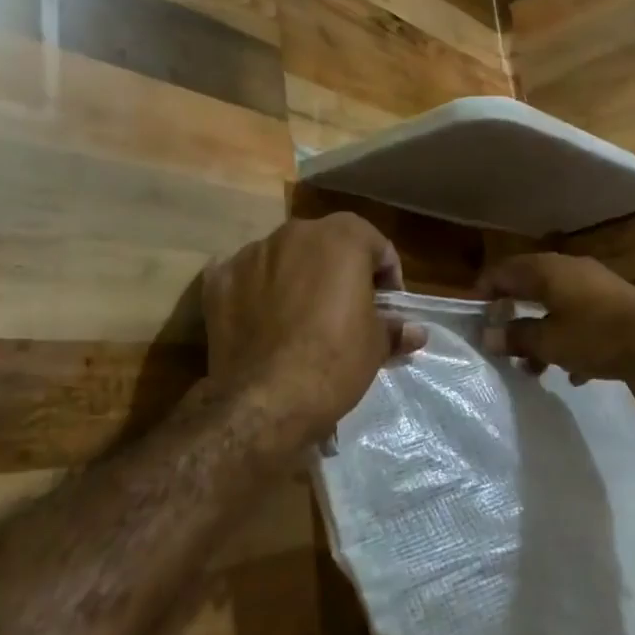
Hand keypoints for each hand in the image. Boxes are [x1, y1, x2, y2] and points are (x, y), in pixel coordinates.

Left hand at [203, 214, 426, 440]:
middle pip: (327, 244)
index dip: (386, 276)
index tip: (386, 307)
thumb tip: (416, 332)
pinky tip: (262, 319)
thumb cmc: (334, 362)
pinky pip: (245, 277)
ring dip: (297, 277)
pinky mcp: (218, 280)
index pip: (376, 244)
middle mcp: (295, 233)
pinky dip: (255, 291)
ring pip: (284, 257)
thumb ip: (395, 328)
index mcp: (341, 238)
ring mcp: (251, 254)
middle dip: (340, 270)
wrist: (264, 400)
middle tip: (347, 309)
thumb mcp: (376, 346)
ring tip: (302, 318)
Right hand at [477, 253, 634, 383]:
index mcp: (547, 271)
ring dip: (540, 333)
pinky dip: (568, 339)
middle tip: (500, 341)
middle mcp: (569, 270)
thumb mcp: (549, 342)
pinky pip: (579, 319)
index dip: (485, 290)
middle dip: (513, 316)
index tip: (475, 315)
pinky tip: (571, 372)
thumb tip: (488, 336)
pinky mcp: (614, 305)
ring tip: (532, 367)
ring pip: (555, 306)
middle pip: (529, 287)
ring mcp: (594, 286)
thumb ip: (516, 337)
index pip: (504, 271)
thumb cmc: (596, 336)